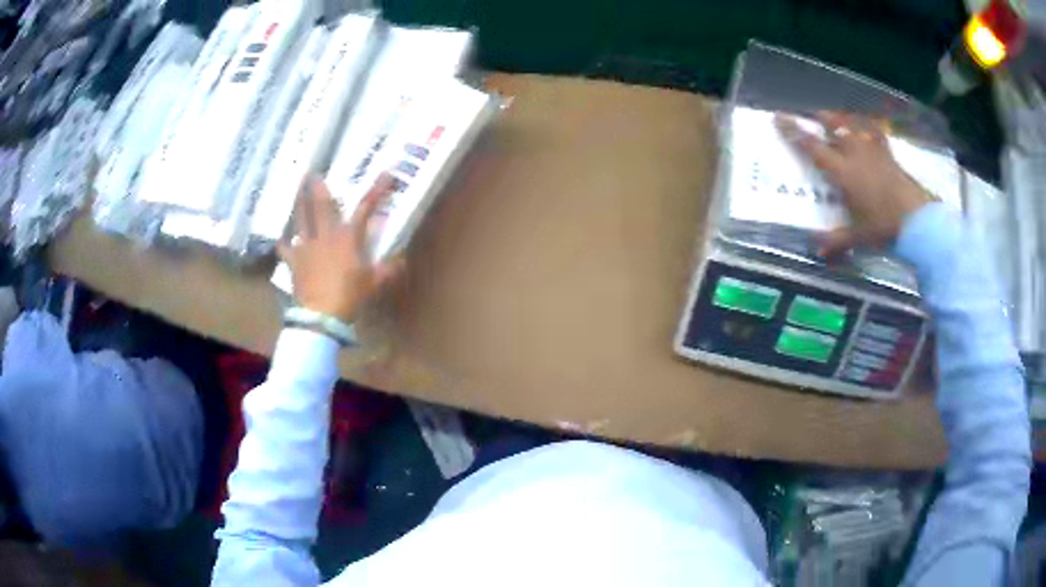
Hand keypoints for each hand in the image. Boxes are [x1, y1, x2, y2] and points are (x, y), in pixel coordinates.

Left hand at [278, 174, 404, 322]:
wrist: (321, 316)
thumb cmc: (349, 296)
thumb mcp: (373, 284)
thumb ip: (387, 269)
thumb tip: (401, 260)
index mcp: (348, 237)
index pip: (365, 208)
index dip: (377, 190)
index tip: (387, 173)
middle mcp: (326, 235)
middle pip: (321, 205)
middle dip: (318, 187)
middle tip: (311, 172)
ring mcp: (306, 246)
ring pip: (301, 219)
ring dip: (299, 203)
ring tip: (296, 190)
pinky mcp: (294, 262)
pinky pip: (286, 249)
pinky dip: (284, 243)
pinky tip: (281, 240)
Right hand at [774, 111, 933, 256]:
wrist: (917, 220)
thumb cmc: (884, 226)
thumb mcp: (859, 236)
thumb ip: (838, 241)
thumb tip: (818, 253)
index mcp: (842, 171)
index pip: (812, 146)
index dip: (794, 131)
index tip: (779, 116)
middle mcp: (855, 153)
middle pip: (834, 125)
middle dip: (821, 117)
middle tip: (813, 115)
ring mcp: (873, 150)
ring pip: (854, 125)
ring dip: (844, 120)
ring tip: (839, 119)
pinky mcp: (888, 154)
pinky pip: (876, 134)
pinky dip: (869, 129)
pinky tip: (868, 129)